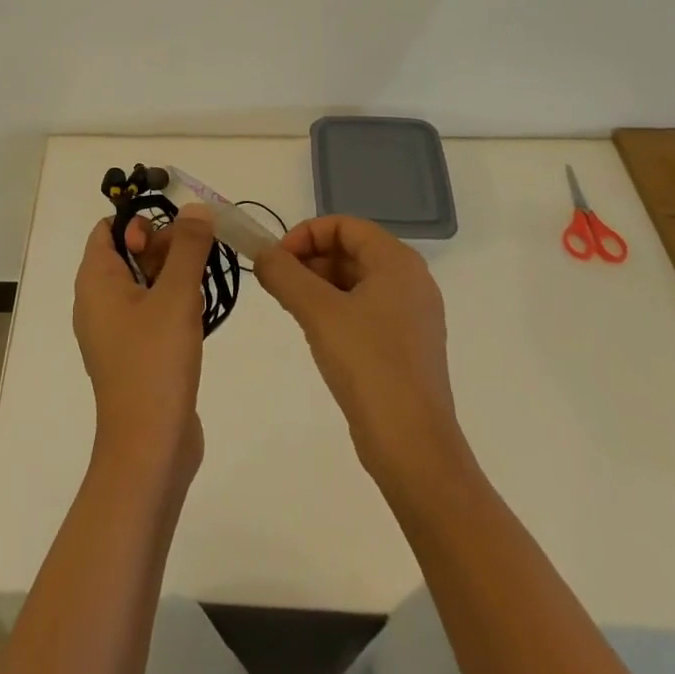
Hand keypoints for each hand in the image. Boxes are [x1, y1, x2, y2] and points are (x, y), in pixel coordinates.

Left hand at [72, 206, 214, 483]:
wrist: (150, 449)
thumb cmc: (155, 363)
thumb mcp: (176, 296)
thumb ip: (188, 247)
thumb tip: (196, 209)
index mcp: (95, 281)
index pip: (109, 229)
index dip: (140, 223)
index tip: (173, 235)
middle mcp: (98, 301)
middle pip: (129, 253)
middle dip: (165, 248)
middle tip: (196, 260)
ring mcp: (116, 331)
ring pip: (145, 283)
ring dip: (175, 277)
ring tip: (200, 289)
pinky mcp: (134, 354)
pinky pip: (151, 312)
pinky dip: (173, 305)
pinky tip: (198, 317)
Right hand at [254, 216, 471, 491]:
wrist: (413, 448)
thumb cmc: (368, 365)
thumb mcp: (318, 312)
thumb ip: (284, 274)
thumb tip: (261, 253)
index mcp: (398, 262)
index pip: (344, 225)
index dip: (306, 234)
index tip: (278, 260)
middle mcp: (411, 281)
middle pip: (350, 250)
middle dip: (310, 260)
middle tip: (279, 284)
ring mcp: (412, 316)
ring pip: (355, 281)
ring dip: (319, 285)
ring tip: (292, 308)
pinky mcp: (406, 347)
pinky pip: (365, 309)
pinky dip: (336, 309)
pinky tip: (316, 332)